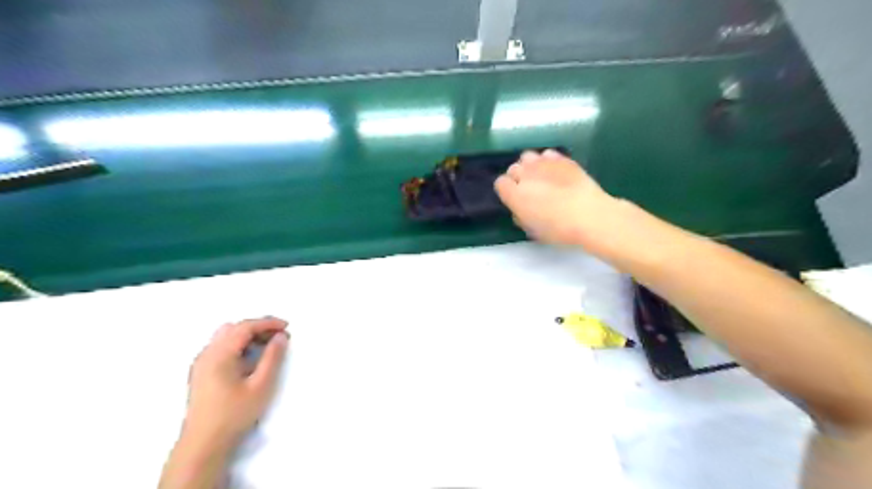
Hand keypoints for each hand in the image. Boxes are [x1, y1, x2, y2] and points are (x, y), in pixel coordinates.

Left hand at [182, 317, 290, 451]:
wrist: (203, 444)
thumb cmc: (234, 414)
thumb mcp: (261, 385)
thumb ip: (272, 357)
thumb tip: (280, 336)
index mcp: (219, 354)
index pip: (244, 327)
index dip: (267, 323)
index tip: (286, 326)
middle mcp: (206, 354)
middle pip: (234, 329)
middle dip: (258, 328)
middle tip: (279, 336)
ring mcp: (201, 363)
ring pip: (226, 337)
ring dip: (248, 336)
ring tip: (268, 346)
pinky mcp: (201, 373)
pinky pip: (221, 348)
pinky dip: (239, 346)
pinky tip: (251, 359)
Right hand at [497, 150, 619, 250]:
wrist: (590, 216)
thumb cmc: (559, 229)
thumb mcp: (534, 231)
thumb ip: (521, 217)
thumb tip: (520, 210)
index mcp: (515, 195)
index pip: (500, 183)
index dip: (506, 191)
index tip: (514, 199)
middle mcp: (525, 175)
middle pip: (513, 168)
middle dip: (517, 177)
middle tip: (529, 190)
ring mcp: (544, 164)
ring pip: (527, 157)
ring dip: (530, 166)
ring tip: (540, 177)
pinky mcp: (562, 159)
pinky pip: (547, 154)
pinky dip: (548, 161)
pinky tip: (556, 172)